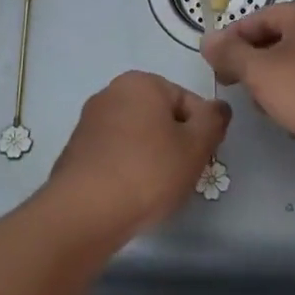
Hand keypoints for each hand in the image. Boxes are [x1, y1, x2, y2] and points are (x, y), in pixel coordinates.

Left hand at [43, 71, 229, 240]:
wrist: (85, 212)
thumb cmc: (148, 171)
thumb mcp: (196, 145)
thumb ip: (214, 120)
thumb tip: (218, 107)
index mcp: (140, 82)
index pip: (188, 101)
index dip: (201, 131)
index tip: (200, 158)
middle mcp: (110, 93)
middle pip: (161, 117)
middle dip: (175, 143)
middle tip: (181, 174)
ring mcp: (89, 122)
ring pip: (137, 137)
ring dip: (151, 158)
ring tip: (155, 189)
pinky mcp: (76, 151)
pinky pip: (115, 155)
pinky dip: (127, 169)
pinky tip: (131, 194)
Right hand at [202, 0, 294, 153]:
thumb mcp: (259, 70)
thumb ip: (229, 53)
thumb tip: (207, 39)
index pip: (259, 17)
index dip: (232, 39)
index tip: (214, 64)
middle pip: (278, 38)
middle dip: (252, 62)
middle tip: (232, 85)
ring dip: (272, 81)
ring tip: (260, 105)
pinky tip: (287, 116)